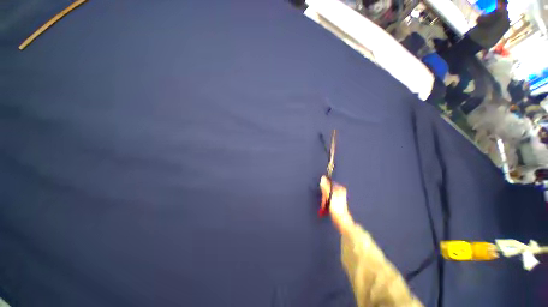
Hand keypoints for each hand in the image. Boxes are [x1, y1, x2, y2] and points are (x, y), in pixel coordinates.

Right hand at [320, 176, 353, 233]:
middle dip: (324, 195)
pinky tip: (326, 207)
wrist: (341, 219)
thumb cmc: (337, 208)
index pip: (329, 183)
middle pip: (327, 189)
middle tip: (324, 200)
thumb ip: (326, 187)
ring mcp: (337, 197)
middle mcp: (339, 191)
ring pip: (327, 195)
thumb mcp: (330, 195)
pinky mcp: (335, 202)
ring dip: (324, 199)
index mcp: (340, 188)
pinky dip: (326, 202)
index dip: (324, 187)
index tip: (323, 192)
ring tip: (325, 205)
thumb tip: (322, 178)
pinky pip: (328, 199)